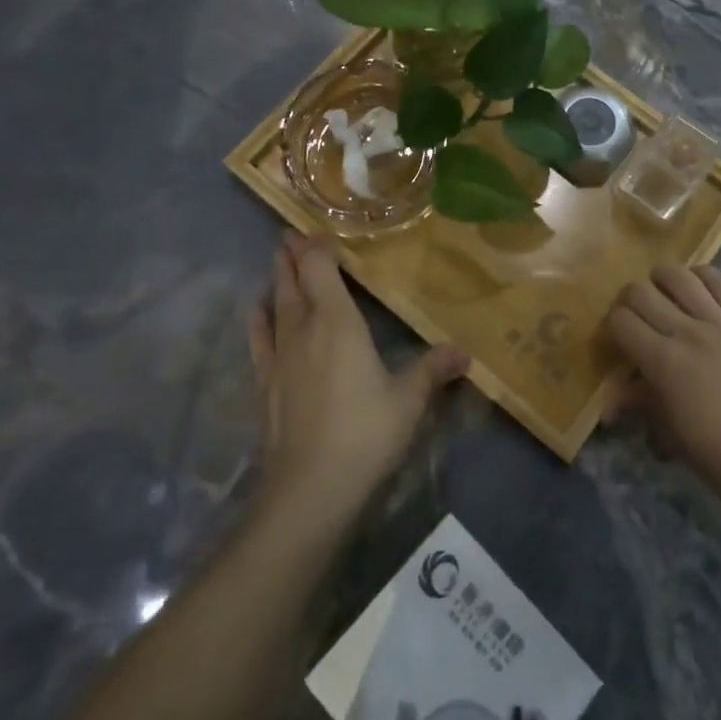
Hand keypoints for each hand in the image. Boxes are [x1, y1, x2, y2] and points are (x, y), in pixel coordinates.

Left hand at [249, 233, 467, 528]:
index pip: (322, 270)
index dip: (318, 248)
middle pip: (295, 282)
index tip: (318, 230)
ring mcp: (280, 357)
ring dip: (277, 281)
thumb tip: (464, 352)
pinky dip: (258, 320)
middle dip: (294, 257)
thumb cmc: (364, 433)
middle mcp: (304, 330)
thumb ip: (432, 370)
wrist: (309, 488)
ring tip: (278, 260)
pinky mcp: (265, 384)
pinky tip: (256, 310)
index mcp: (338, 323)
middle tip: (291, 235)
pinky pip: (259, 340)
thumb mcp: (408, 400)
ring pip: (276, 306)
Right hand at [605, 265, 720, 512]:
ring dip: (662, 280)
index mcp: (664, 363)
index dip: (612, 325)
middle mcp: (688, 332)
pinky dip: (702, 276)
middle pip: (641, 292)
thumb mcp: (673, 436)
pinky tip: (698, 286)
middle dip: (630, 300)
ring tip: (664, 292)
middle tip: (637, 316)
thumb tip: (617, 397)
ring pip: (679, 276)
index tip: (619, 337)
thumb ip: (644, 404)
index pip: (621, 321)